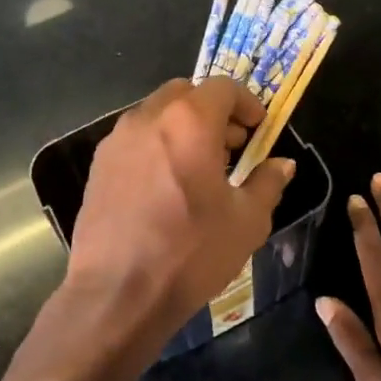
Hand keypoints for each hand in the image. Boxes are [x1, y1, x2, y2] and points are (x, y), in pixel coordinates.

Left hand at [59, 77, 295, 365]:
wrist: (118, 293)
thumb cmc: (191, 252)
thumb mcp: (247, 221)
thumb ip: (267, 183)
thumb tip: (282, 164)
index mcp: (189, 121)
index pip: (223, 87)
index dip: (247, 103)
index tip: (259, 129)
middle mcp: (148, 118)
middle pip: (186, 93)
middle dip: (213, 111)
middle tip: (231, 146)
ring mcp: (117, 140)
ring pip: (157, 114)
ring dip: (183, 127)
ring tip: (199, 169)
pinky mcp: (98, 165)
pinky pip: (136, 139)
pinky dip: (158, 145)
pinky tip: (167, 187)